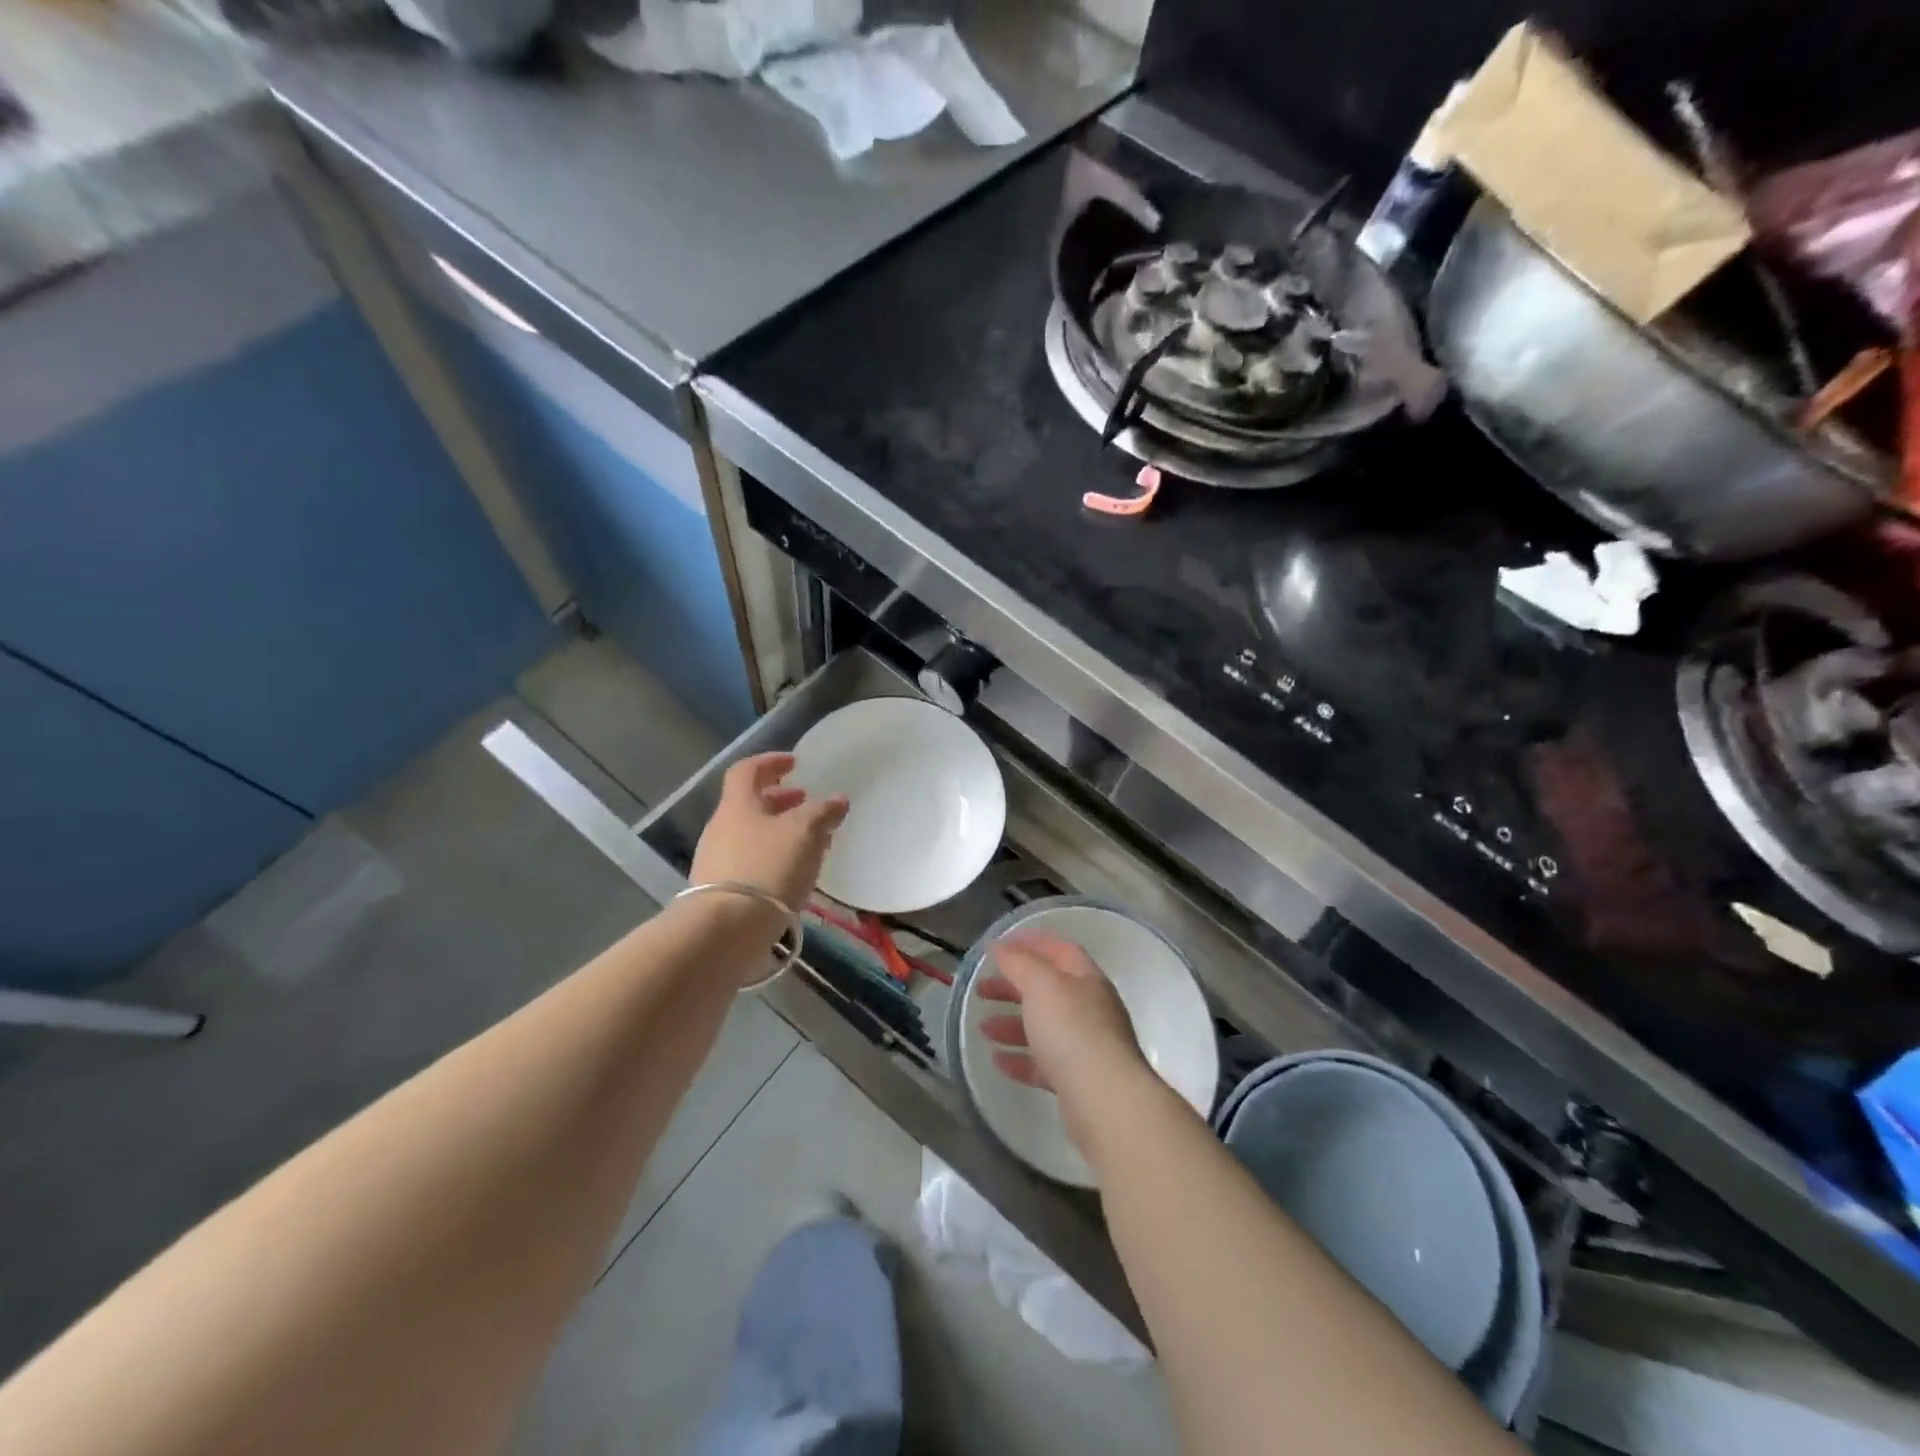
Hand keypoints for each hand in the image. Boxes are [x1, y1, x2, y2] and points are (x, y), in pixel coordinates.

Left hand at [690, 753, 848, 911]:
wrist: (726, 929)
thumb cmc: (767, 867)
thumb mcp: (804, 832)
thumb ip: (822, 812)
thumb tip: (837, 800)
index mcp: (737, 805)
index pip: (747, 771)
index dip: (770, 762)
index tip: (794, 763)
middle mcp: (721, 828)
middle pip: (751, 805)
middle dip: (781, 801)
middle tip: (807, 804)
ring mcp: (717, 861)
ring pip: (753, 835)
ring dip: (781, 833)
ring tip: (811, 844)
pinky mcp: (722, 892)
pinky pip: (752, 863)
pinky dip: (775, 859)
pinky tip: (795, 874)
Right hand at [978, 931, 1150, 1154]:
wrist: (1106, 1102)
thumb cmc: (1073, 1031)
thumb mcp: (1041, 986)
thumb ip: (1018, 963)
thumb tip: (999, 946)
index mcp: (1086, 980)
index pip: (1060, 950)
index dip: (1031, 942)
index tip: (999, 946)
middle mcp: (1090, 1009)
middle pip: (1047, 989)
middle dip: (1013, 986)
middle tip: (981, 990)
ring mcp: (1086, 1047)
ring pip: (1044, 1027)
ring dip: (1012, 1024)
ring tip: (983, 1029)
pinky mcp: (1077, 1081)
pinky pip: (1044, 1063)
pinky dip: (1020, 1059)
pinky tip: (998, 1060)